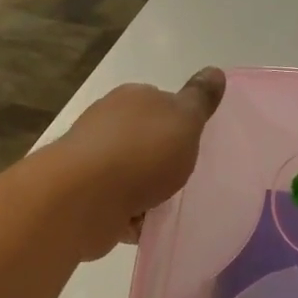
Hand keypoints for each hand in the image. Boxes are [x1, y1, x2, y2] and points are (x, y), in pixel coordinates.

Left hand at [44, 68, 226, 258]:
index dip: (178, 122)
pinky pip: (119, 206)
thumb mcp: (184, 120)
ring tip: (171, 206)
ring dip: (148, 192)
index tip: (194, 142)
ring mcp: (93, 161)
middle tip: (186, 177)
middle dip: (162, 159)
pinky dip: (132, 217)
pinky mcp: (86, 196)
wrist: (83, 198)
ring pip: (130, 175)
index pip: (159, 102)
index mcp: (131, 99)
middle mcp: (107, 124)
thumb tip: (215, 70)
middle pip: (144, 140)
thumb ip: (200, 99)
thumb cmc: (140, 153)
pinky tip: (147, 227)